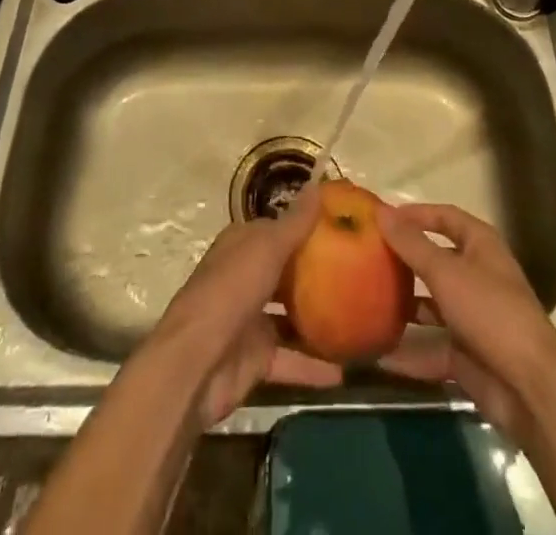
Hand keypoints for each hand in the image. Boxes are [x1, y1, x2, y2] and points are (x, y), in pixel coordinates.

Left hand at [146, 183, 341, 426]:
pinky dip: (314, 366)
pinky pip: (292, 360)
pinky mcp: (257, 359)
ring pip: (291, 316)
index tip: (342, 227)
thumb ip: (295, 222)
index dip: (306, 226)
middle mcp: (245, 278)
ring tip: (358, 317)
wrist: (196, 365)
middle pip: (286, 272)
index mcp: (242, 246)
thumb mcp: (266, 248)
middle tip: (359, 270)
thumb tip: (318, 185)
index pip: (277, 229)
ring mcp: (251, 321)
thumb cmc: (231, 291)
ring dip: (319, 319)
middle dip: (317, 272)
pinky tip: (345, 371)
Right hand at [376, 203, 555, 437]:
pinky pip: (432, 347)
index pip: (445, 216)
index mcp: (480, 245)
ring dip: (405, 305)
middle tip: (368, 257)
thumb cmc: (489, 311)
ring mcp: (473, 316)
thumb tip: (381, 211)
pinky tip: (379, 351)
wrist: (529, 386)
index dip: (416, 214)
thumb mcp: (446, 272)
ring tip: (367, 300)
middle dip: (405, 260)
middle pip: (436, 260)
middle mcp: (477, 275)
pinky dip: (410, 351)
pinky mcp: (467, 354)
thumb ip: (412, 244)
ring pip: (432, 305)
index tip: (381, 217)